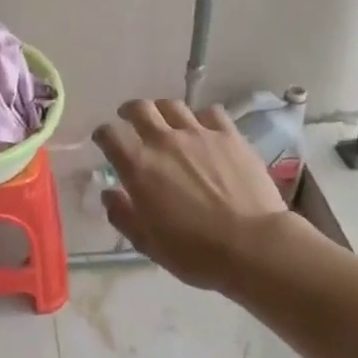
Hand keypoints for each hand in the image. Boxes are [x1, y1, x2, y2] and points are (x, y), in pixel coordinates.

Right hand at [92, 99, 317, 293]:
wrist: (253, 246)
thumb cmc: (196, 252)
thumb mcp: (148, 244)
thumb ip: (123, 215)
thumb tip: (109, 194)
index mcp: (138, 166)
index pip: (110, 135)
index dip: (103, 135)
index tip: (104, 140)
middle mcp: (164, 141)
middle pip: (140, 108)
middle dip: (130, 111)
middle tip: (130, 118)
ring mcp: (199, 134)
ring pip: (173, 105)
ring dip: (163, 110)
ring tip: (165, 120)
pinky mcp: (229, 135)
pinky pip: (210, 113)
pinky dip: (201, 117)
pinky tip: (204, 129)